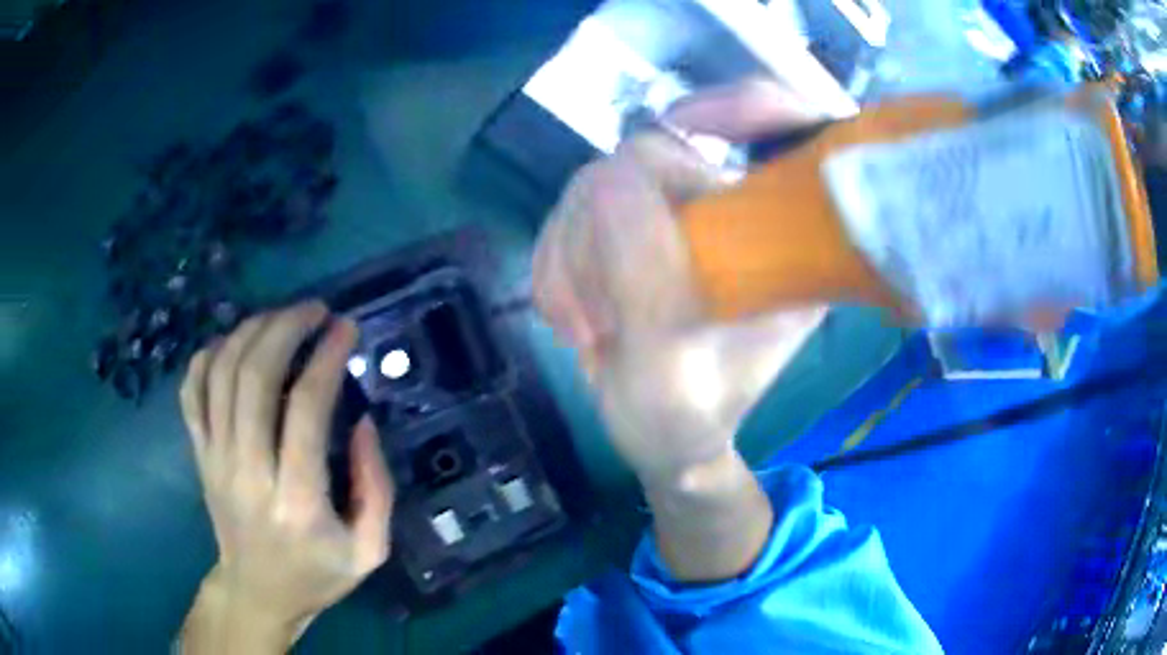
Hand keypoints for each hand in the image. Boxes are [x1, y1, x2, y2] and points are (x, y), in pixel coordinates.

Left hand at [178, 302, 393, 652]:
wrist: (256, 592)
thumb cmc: (317, 574)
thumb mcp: (369, 550)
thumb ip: (377, 488)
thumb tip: (363, 422)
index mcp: (297, 501)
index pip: (306, 408)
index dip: (326, 357)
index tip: (345, 328)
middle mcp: (248, 471)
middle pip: (254, 377)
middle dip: (286, 327)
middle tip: (315, 309)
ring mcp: (215, 459)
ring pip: (221, 373)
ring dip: (251, 331)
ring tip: (281, 318)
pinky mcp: (199, 454)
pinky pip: (192, 390)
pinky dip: (209, 354)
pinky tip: (234, 343)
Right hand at [533, 79, 827, 480]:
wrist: (661, 436)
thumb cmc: (689, 417)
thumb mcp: (672, 369)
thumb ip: (646, 276)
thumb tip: (606, 177)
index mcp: (782, 239)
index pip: (788, 128)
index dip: (750, 104)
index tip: (691, 121)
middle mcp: (732, 212)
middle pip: (655, 153)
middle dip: (603, 235)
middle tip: (604, 319)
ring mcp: (672, 214)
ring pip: (595, 183)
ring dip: (571, 260)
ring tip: (588, 331)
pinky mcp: (624, 224)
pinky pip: (567, 212)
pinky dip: (553, 264)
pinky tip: (572, 319)